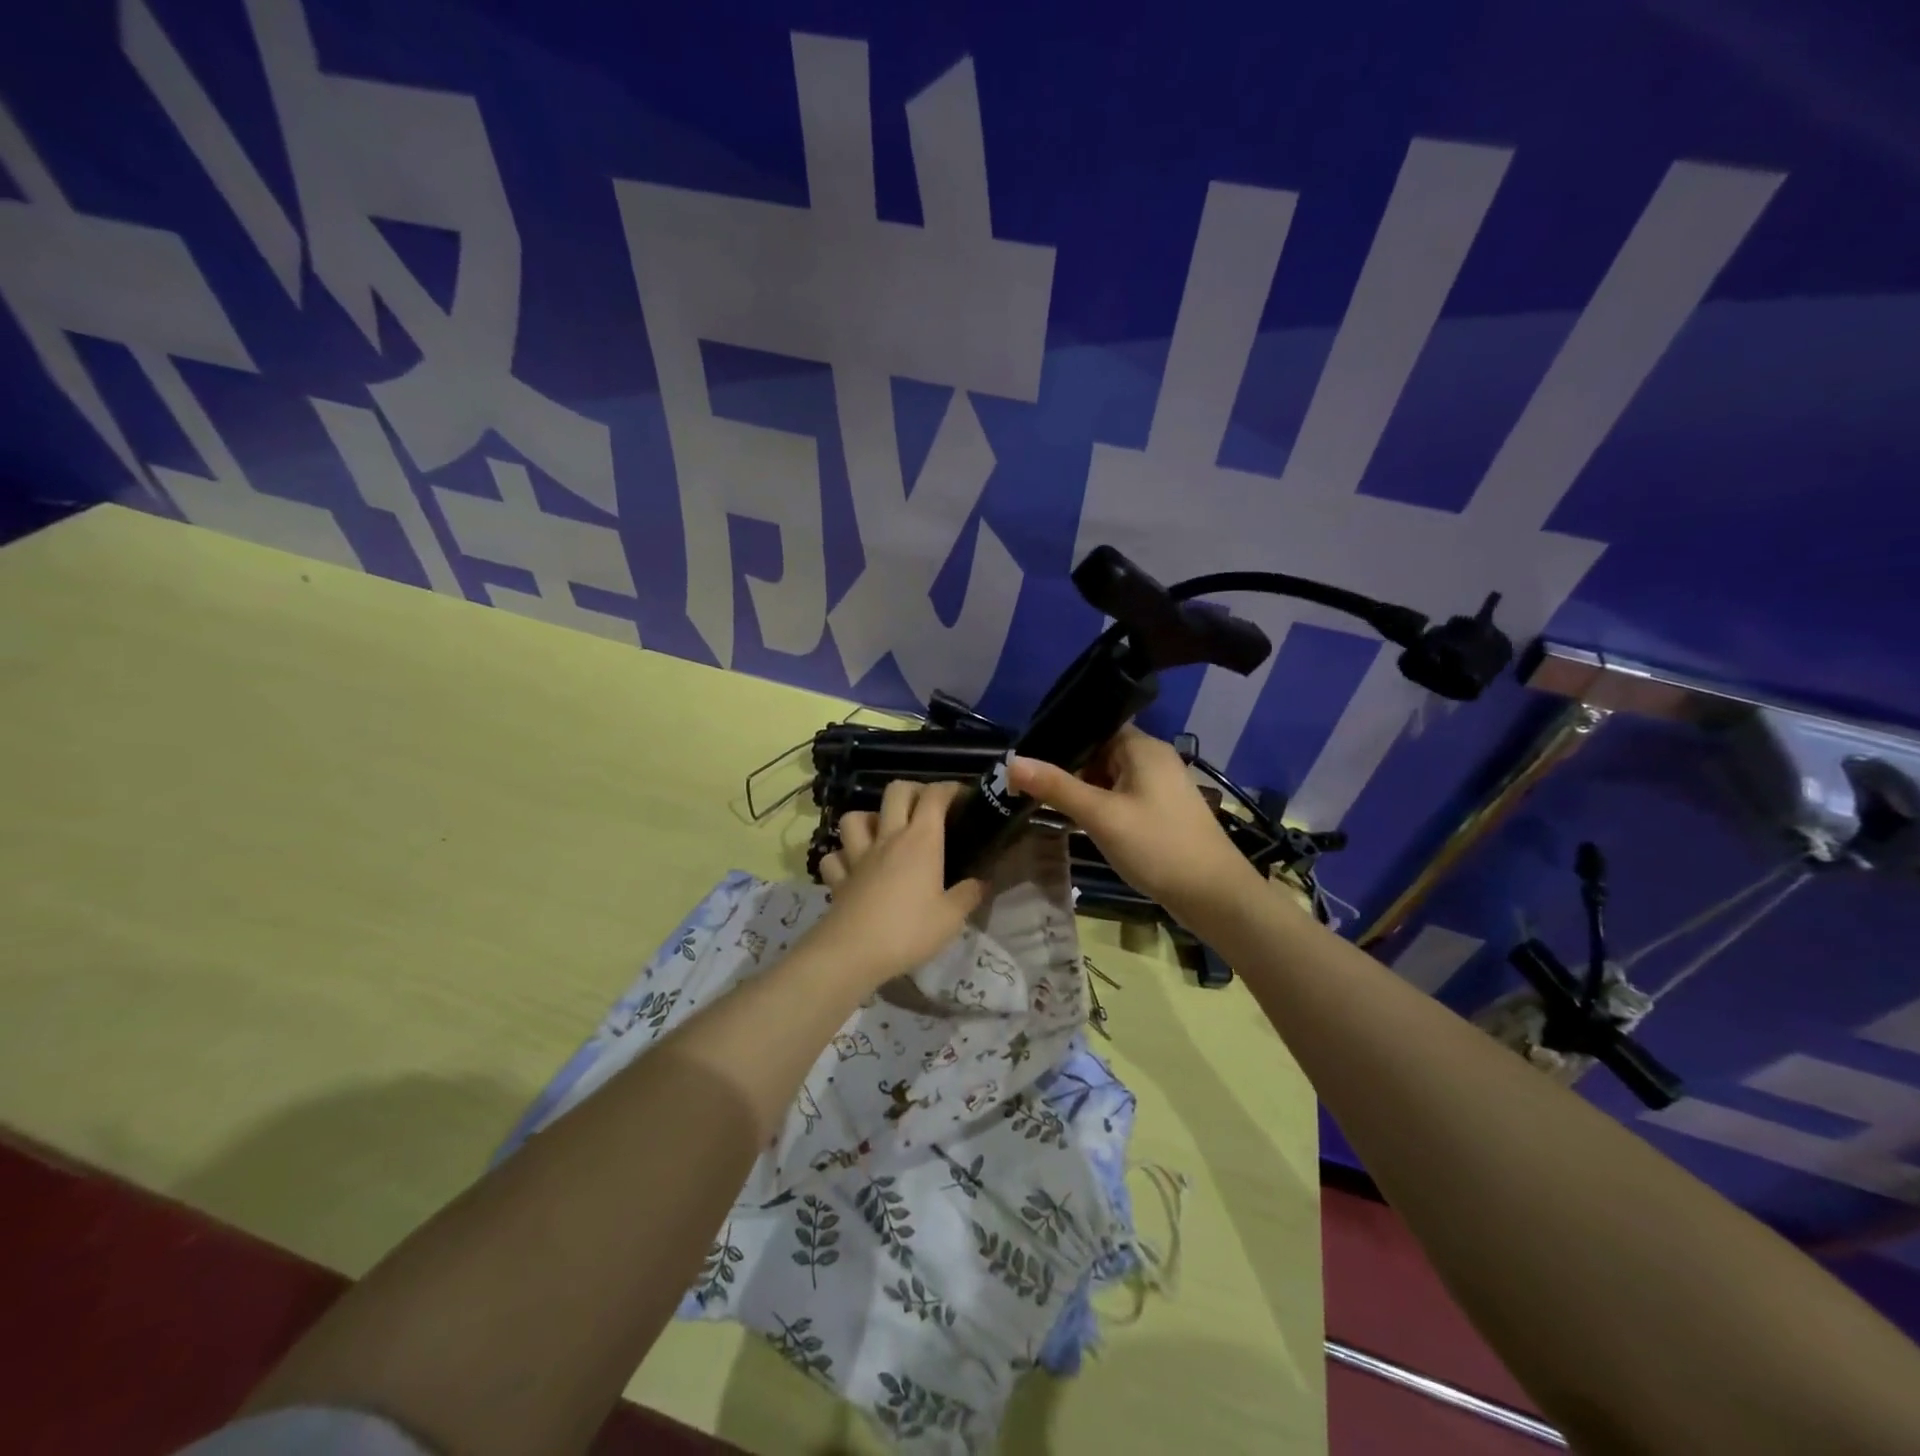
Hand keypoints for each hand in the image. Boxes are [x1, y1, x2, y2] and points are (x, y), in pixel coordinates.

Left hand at [811, 780, 987, 987]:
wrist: (853, 953)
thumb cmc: (909, 931)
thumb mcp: (951, 918)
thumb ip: (969, 895)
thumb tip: (982, 882)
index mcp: (921, 841)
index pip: (934, 796)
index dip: (949, 789)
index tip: (963, 798)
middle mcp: (888, 838)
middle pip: (896, 792)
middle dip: (913, 790)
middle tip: (927, 808)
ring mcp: (858, 856)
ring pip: (855, 817)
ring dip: (869, 819)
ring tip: (883, 833)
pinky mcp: (838, 878)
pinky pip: (834, 857)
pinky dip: (843, 857)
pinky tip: (852, 867)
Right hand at [1009, 726, 1260, 923]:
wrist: (1214, 896)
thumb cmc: (1157, 847)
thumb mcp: (1101, 816)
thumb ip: (1056, 787)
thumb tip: (1011, 761)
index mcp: (1142, 747)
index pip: (1094, 725)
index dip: (1060, 736)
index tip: (1026, 752)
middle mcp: (1152, 758)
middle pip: (1099, 751)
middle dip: (1066, 766)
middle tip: (1026, 782)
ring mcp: (1159, 786)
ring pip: (1108, 776)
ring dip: (1081, 788)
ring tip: (1041, 799)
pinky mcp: (1160, 810)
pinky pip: (1120, 796)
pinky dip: (1098, 804)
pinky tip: (1075, 819)